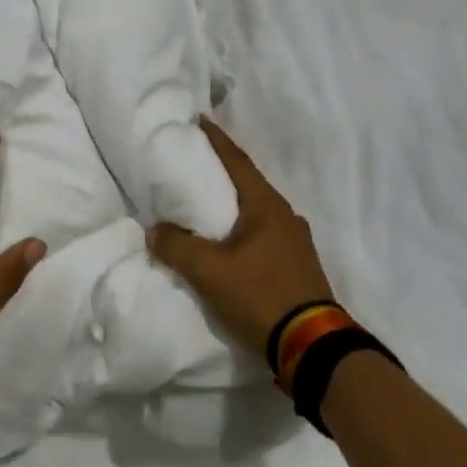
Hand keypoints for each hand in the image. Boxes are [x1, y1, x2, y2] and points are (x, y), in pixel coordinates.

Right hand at [147, 118, 334, 362]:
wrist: (312, 347)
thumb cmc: (261, 296)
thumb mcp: (209, 272)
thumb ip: (177, 247)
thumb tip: (155, 230)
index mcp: (267, 207)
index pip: (237, 162)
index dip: (217, 140)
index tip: (199, 120)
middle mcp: (285, 217)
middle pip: (248, 184)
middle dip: (222, 172)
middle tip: (195, 163)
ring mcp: (295, 243)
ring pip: (256, 212)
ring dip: (232, 204)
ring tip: (206, 203)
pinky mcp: (296, 266)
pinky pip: (262, 235)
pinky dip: (241, 229)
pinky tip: (228, 242)